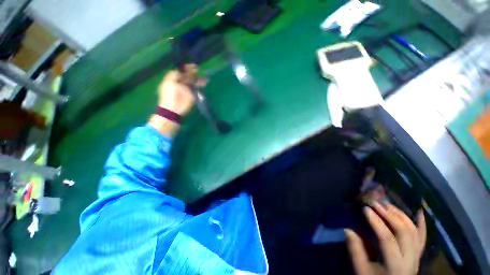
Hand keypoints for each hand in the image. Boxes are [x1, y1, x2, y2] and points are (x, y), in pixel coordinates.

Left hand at [158, 64, 205, 114]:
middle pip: (189, 76)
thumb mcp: (168, 82)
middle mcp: (182, 83)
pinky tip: (204, 83)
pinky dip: (201, 86)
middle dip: (194, 73)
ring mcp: (188, 89)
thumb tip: (180, 70)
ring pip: (194, 82)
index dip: (187, 68)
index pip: (182, 72)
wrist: (174, 109)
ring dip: (199, 79)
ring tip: (204, 77)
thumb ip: (174, 75)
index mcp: (175, 79)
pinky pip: (197, 89)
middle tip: (199, 69)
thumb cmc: (169, 95)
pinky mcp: (193, 95)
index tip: (193, 66)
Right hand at [345, 202, 425, 274]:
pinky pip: (422, 237)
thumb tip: (347, 230)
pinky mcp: (418, 254)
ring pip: (413, 231)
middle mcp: (410, 259)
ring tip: (387, 204)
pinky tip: (418, 212)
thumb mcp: (361, 270)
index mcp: (395, 265)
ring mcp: (416, 256)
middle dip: (389, 215)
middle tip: (376, 203)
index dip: (377, 222)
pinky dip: (421, 224)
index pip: (387, 239)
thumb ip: (355, 251)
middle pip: (404, 233)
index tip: (366, 208)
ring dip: (401, 215)